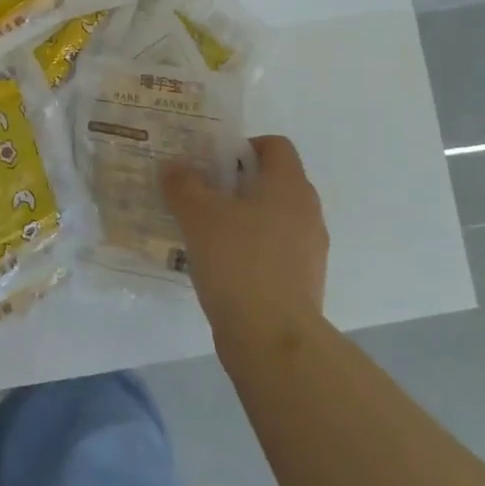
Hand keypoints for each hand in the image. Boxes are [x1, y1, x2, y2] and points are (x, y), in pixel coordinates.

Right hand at [163, 135, 327, 344]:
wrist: (273, 339)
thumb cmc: (238, 262)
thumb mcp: (198, 217)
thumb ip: (183, 185)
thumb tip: (174, 166)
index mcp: (289, 186)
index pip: (275, 146)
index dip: (244, 146)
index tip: (213, 163)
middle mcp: (307, 211)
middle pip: (274, 181)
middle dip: (238, 183)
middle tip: (202, 194)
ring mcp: (310, 249)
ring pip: (275, 218)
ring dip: (245, 218)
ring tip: (207, 233)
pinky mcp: (304, 281)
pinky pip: (276, 250)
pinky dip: (253, 250)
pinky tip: (223, 266)